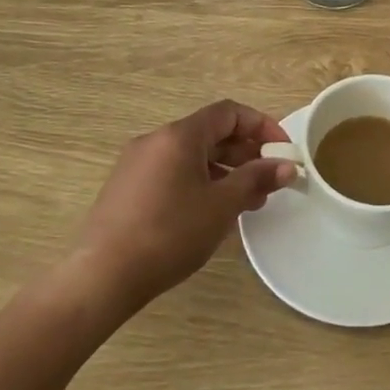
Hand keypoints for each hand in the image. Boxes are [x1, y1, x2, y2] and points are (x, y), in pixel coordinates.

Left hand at [72, 100, 295, 310]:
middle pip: (210, 133)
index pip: (229, 112)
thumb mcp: (222, 205)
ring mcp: (137, 164)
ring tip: (246, 203)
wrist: (102, 277)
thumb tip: (287, 166)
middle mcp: (156, 140)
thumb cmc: (170, 233)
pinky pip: (173, 172)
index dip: (261, 126)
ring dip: (224, 171)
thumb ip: (256, 179)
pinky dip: (199, 182)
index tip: (282, 151)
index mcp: (180, 135)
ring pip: (192, 155)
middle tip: (268, 181)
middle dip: (245, 153)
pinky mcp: (127, 189)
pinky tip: (211, 213)